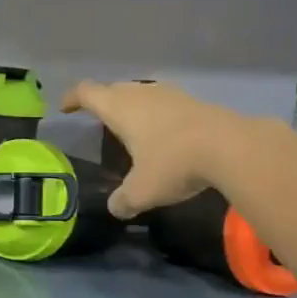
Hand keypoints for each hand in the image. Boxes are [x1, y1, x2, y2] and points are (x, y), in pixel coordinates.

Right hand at [62, 80, 241, 219]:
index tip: (65, 108)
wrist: (232, 147)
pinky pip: (165, 104)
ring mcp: (171, 95)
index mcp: (120, 109)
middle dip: (102, 102)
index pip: (87, 92)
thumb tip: (116, 208)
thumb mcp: (142, 191)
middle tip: (98, 120)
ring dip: (132, 107)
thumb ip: (123, 200)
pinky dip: (157, 115)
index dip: (72, 98)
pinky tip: (164, 135)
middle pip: (114, 89)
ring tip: (131, 128)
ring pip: (142, 94)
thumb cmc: (174, 164)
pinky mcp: (195, 103)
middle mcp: (142, 94)